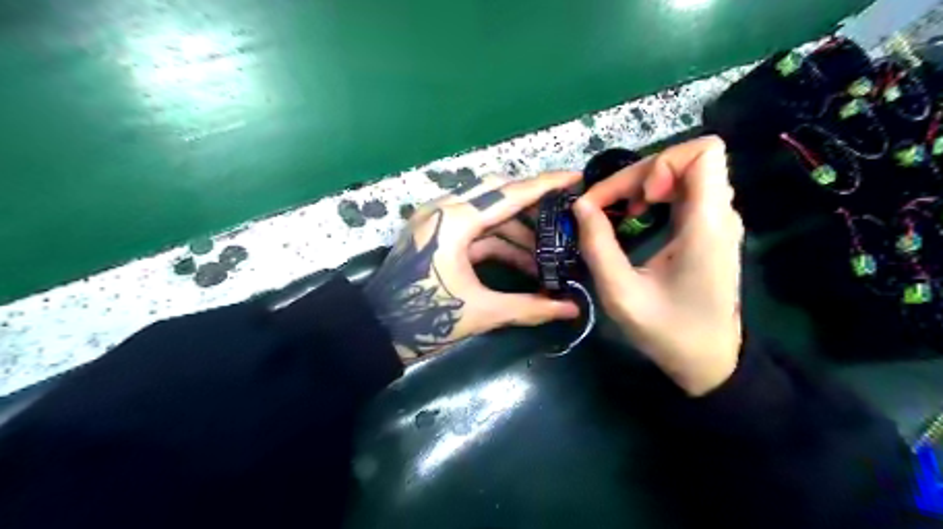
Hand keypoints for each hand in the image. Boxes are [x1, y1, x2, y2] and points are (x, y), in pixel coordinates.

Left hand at [361, 173, 578, 363]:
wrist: (377, 331)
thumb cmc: (425, 318)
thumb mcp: (482, 312)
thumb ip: (530, 307)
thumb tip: (572, 310)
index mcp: (455, 220)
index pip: (510, 193)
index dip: (546, 185)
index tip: (576, 178)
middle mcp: (445, 209)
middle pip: (498, 192)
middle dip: (533, 204)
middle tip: (565, 215)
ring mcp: (437, 220)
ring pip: (487, 212)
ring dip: (518, 229)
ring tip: (549, 251)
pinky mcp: (435, 234)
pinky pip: (475, 229)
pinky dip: (500, 242)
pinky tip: (524, 260)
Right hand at [574, 137, 744, 396]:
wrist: (710, 361)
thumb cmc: (668, 331)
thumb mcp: (621, 293)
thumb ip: (598, 245)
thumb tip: (581, 205)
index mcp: (707, 224)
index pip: (705, 151)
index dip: (663, 162)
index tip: (639, 199)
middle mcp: (719, 214)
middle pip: (685, 159)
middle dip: (638, 175)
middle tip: (607, 206)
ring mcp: (717, 221)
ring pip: (682, 173)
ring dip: (644, 185)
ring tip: (621, 213)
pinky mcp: (709, 231)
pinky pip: (683, 192)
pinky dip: (654, 197)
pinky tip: (636, 220)